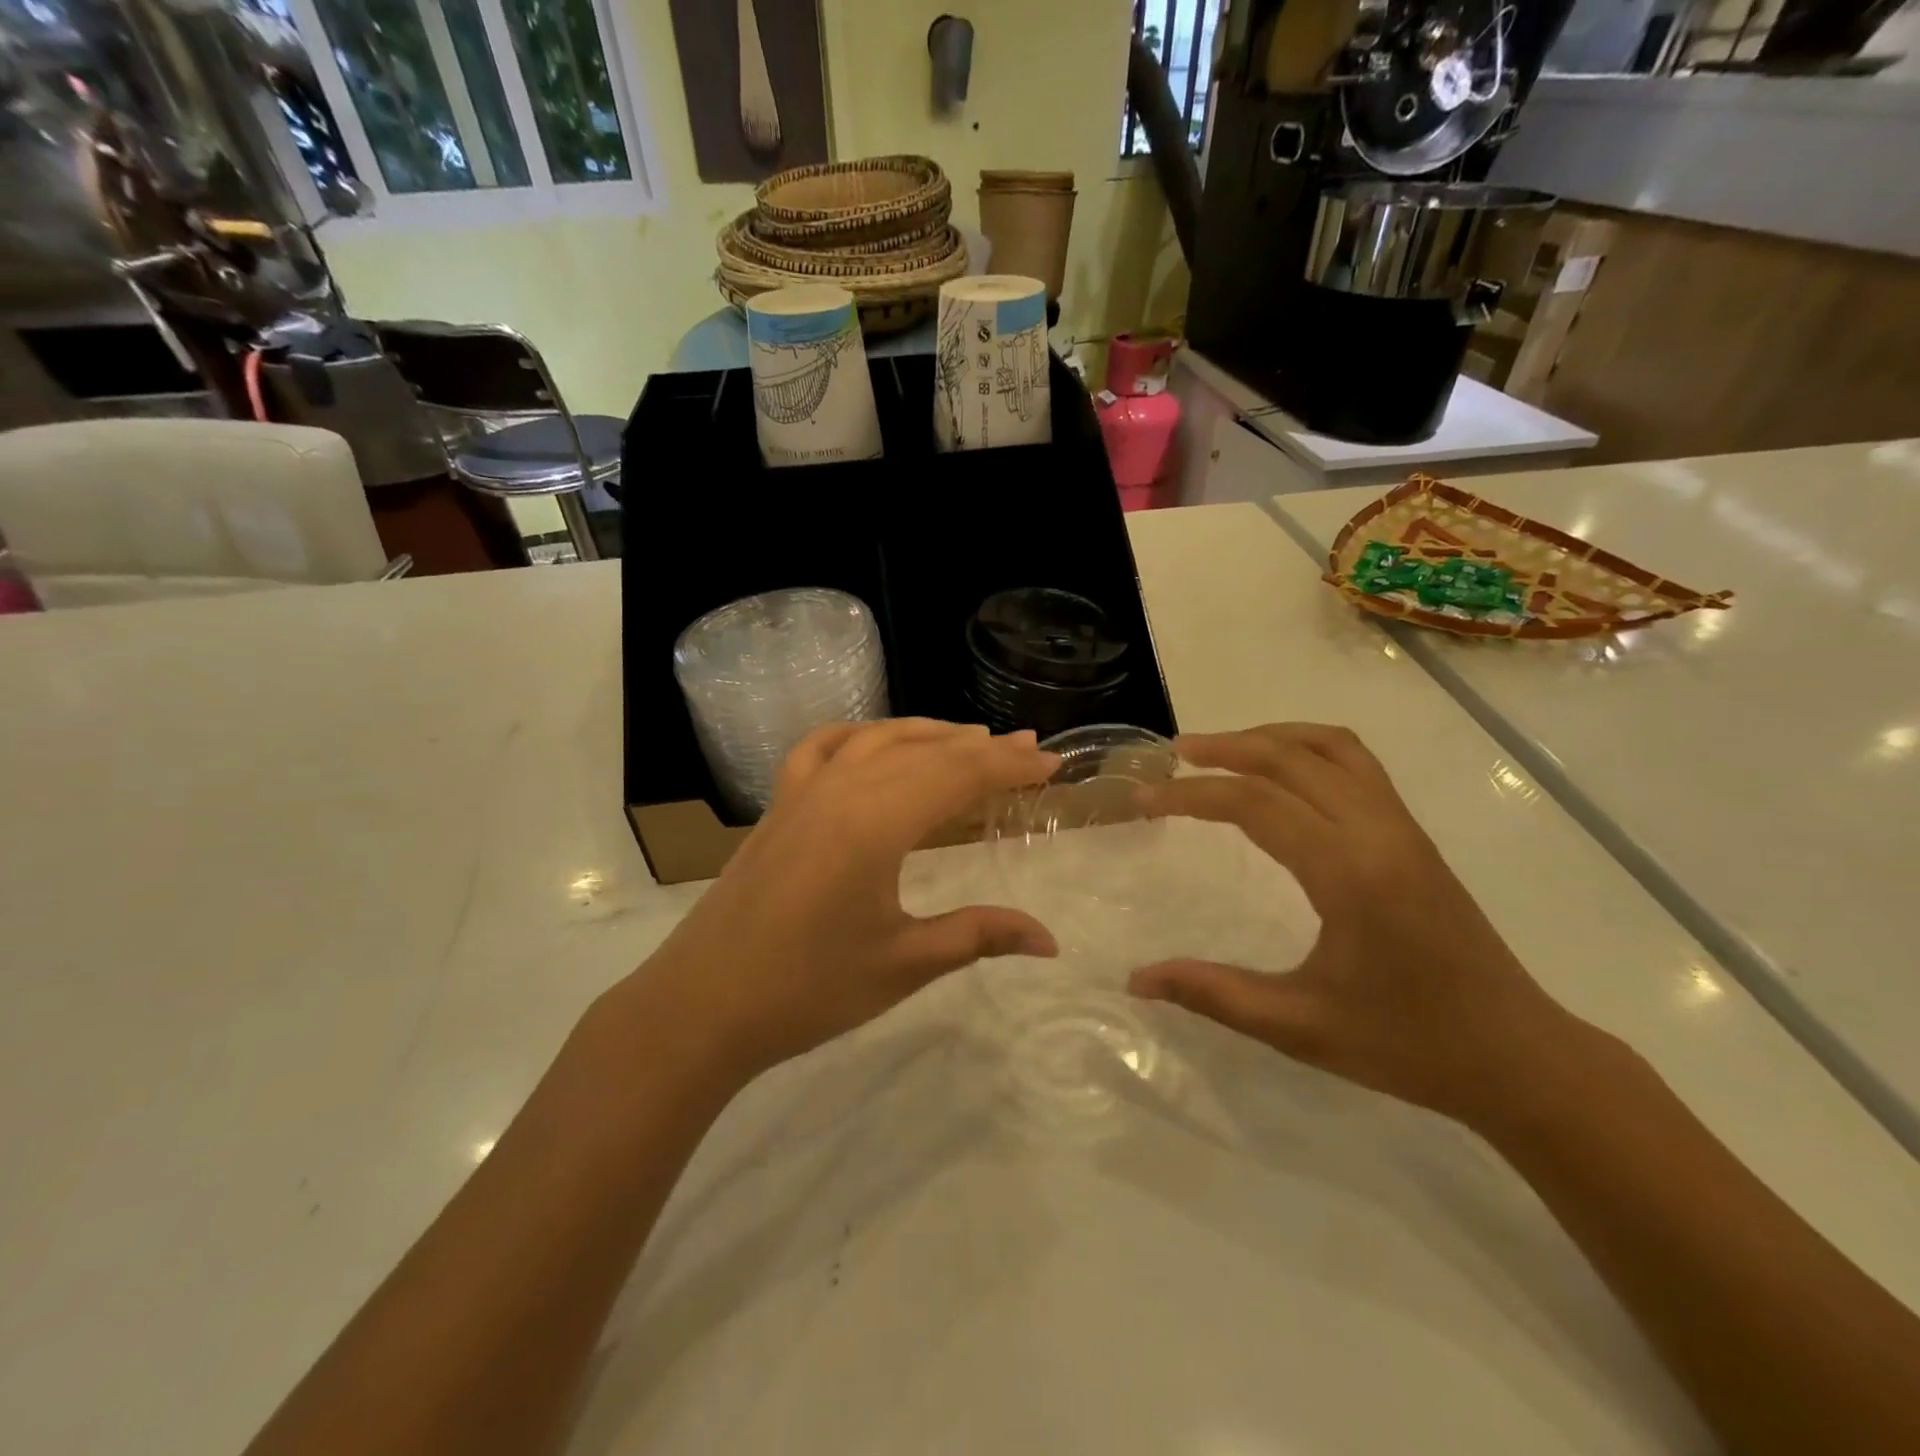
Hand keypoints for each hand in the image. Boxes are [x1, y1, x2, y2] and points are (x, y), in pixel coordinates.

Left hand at [639, 720, 1059, 1078]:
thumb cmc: (808, 989)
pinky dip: (858, 735)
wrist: (702, 1006)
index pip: (959, 775)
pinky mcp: (778, 805)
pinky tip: (874, 741)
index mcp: (877, 822)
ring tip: (969, 738)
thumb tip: (1050, 941)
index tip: (1051, 765)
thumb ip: (979, 936)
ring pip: (877, 740)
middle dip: (981, 749)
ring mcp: (803, 791)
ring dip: (928, 734)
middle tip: (1026, 749)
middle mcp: (842, 789)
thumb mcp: (904, 963)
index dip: (1009, 767)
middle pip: (925, 752)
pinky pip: (822, 748)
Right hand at [1130, 723, 1587, 1125]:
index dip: (1192, 795)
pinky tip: (1281, 774)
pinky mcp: (1413, 835)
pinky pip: (1357, 764)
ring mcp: (1402, 828)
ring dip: (1270, 738)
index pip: (1256, 804)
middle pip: (1291, 757)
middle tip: (1173, 757)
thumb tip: (1137, 980)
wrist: (1518, 1057)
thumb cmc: (1407, 1045)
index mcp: (1349, 874)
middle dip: (1225, 748)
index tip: (1145, 799)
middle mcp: (1378, 833)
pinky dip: (1308, 748)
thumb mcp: (1299, 1028)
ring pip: (1331, 747)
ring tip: (1221, 752)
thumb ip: (1213, 994)